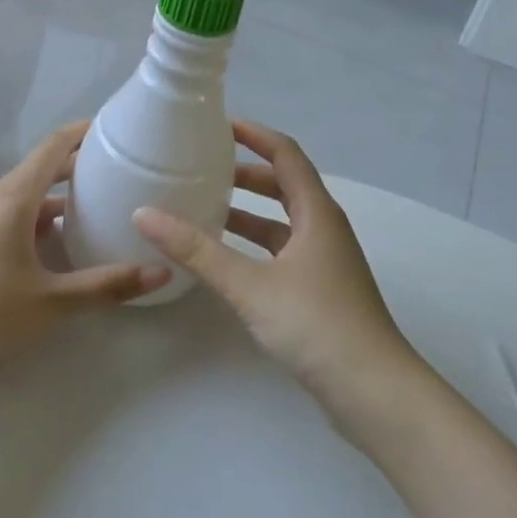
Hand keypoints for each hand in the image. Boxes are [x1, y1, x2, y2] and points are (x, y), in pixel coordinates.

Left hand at [0, 122, 170, 373]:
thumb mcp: (51, 301)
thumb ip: (106, 286)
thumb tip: (161, 273)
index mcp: (14, 198)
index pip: (53, 147)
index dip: (83, 132)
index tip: (114, 128)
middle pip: (40, 170)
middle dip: (77, 168)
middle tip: (117, 173)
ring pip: (24, 197)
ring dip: (57, 198)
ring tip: (94, 210)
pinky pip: (9, 216)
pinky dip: (37, 220)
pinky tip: (54, 248)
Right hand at [133, 120, 419, 410]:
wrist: (373, 392)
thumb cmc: (316, 324)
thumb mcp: (249, 284)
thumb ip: (197, 250)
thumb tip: (144, 214)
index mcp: (316, 212)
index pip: (286, 154)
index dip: (255, 135)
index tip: (218, 125)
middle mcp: (324, 229)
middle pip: (285, 185)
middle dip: (246, 173)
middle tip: (204, 168)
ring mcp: (325, 262)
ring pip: (282, 222)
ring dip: (248, 212)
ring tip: (205, 209)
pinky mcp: (321, 291)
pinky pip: (282, 251)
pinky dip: (254, 246)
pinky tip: (226, 260)